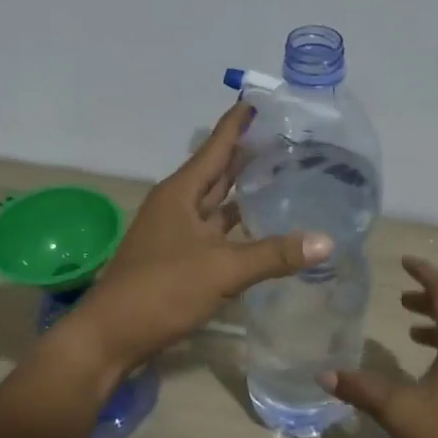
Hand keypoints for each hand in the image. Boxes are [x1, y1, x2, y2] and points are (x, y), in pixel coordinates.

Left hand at [56, 102, 332, 375]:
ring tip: (279, 177)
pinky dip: (237, 228)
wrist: (110, 336)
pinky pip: (214, 234)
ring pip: (216, 205)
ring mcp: (175, 235)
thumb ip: (274, 254)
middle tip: (284, 138)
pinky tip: (260, 230)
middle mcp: (177, 207)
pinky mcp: (178, 261)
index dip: (237, 123)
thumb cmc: (161, 291)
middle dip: (246, 155)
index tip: (260, 101)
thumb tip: (327, 241)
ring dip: (242, 192)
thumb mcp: (222, 270)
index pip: (216, 147)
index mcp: (181, 193)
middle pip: (217, 172)